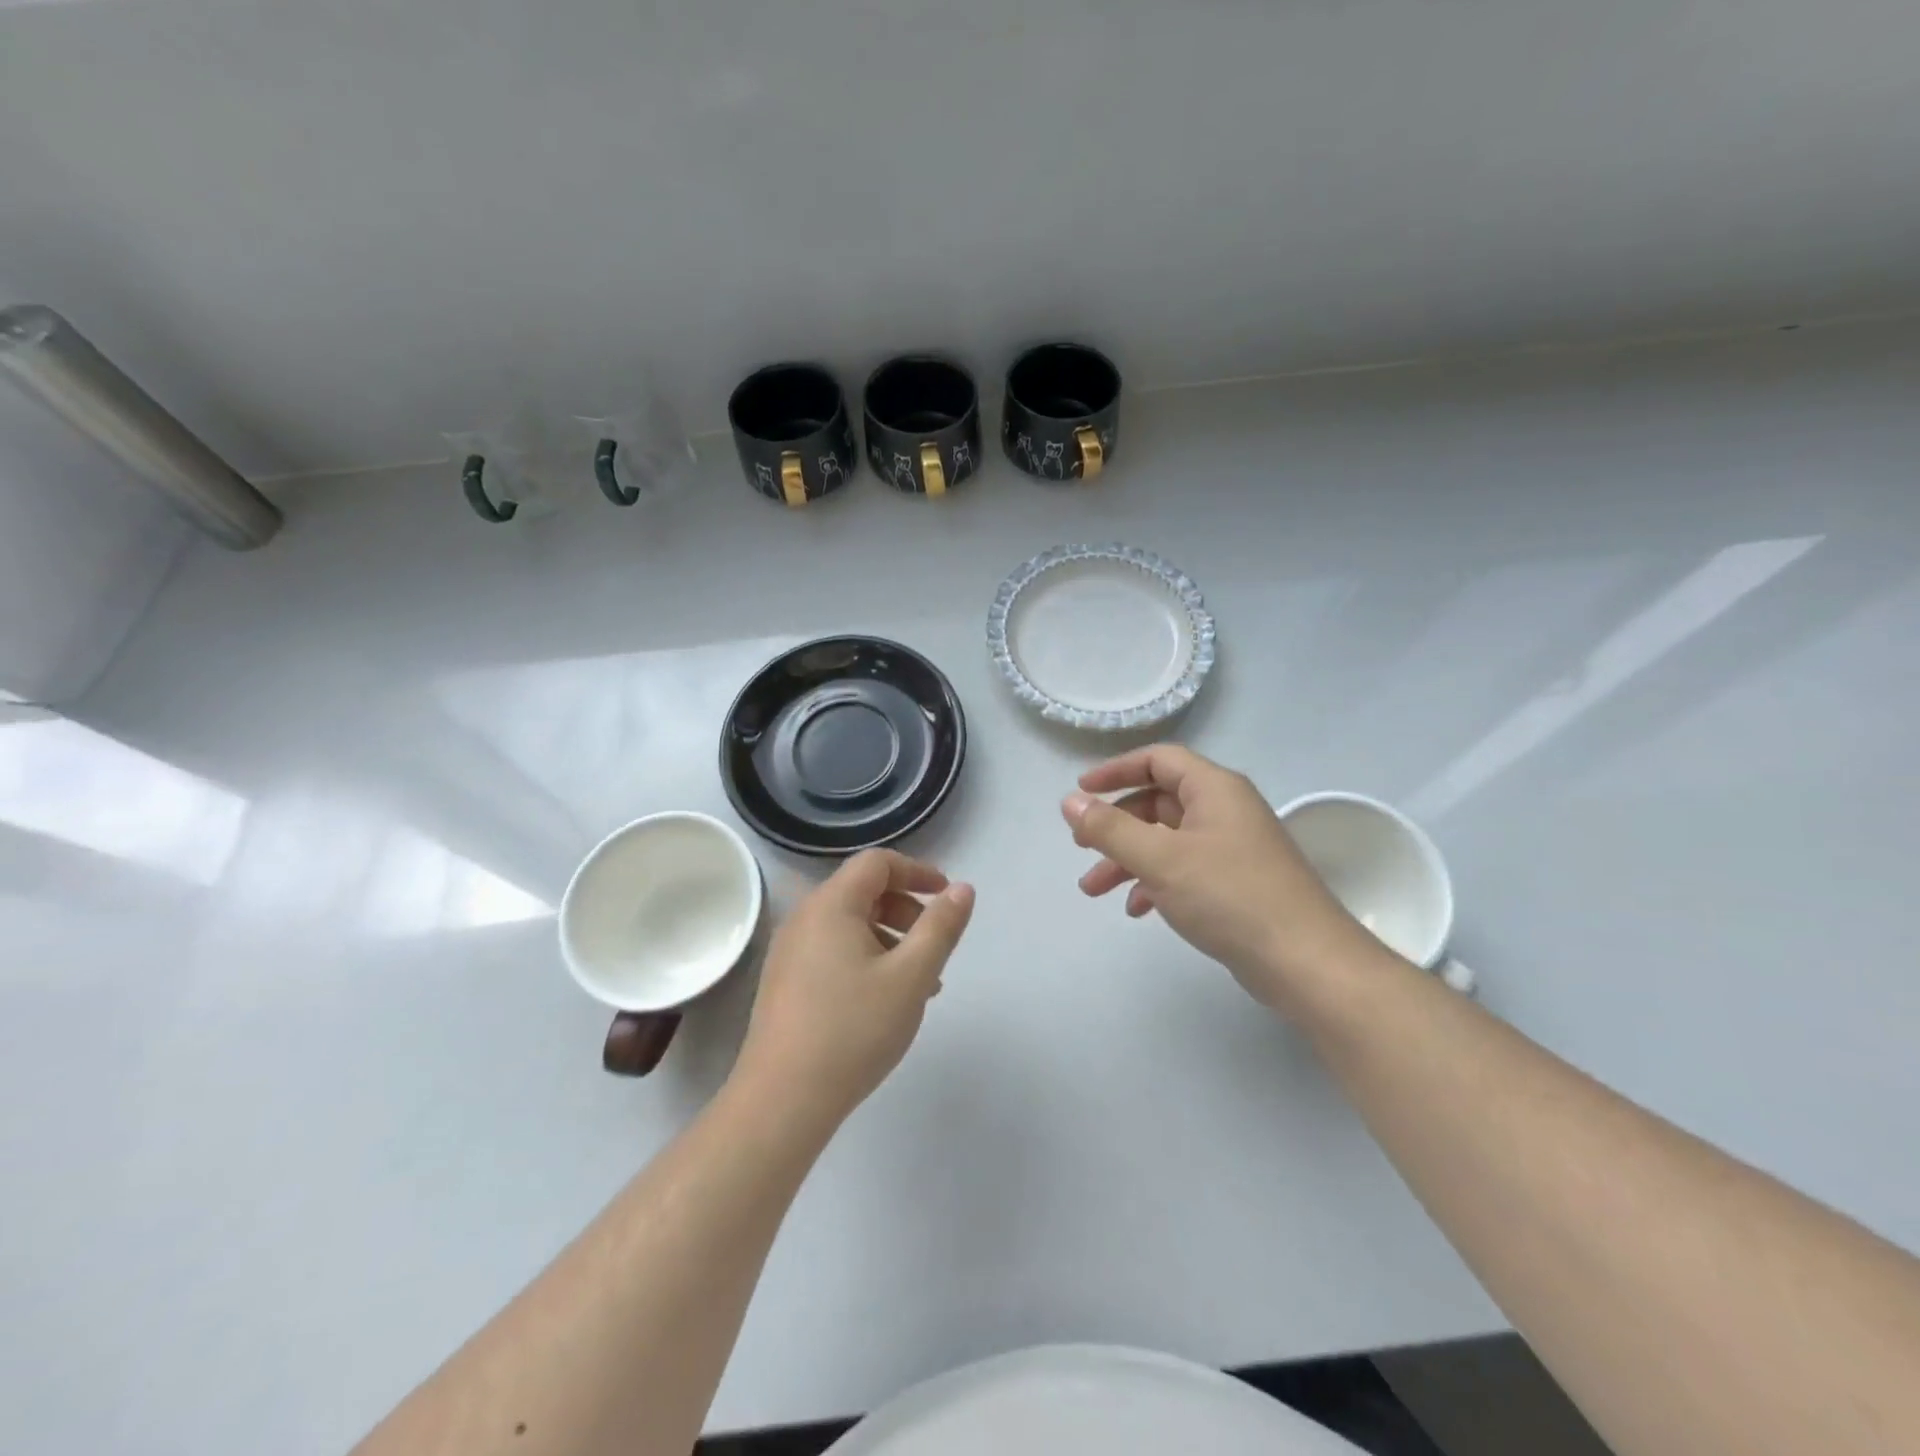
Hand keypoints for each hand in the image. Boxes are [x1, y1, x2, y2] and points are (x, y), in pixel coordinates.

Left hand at [732, 850, 974, 1132]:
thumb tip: (963, 888)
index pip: (877, 863)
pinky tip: (885, 1000)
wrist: (782, 1101)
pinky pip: (832, 951)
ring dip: (889, 938)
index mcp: (831, 905)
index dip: (917, 871)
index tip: (947, 896)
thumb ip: (941, 927)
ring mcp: (789, 952)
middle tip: (934, 941)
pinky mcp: (784, 983)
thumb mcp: (911, 976)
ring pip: (849, 925)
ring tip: (919, 981)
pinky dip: (866, 958)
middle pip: (862, 891)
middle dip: (905, 907)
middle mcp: (804, 918)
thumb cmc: (853, 1030)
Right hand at [1063, 745, 1372, 1010]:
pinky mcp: (1236, 883)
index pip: (1158, 759)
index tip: (1080, 791)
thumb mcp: (1160, 858)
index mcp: (1214, 789)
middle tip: (1081, 846)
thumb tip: (1069, 801)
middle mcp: (1225, 810)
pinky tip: (1137, 909)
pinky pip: (1184, 869)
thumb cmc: (1229, 896)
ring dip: (1128, 859)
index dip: (1115, 770)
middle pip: (1158, 802)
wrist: (1305, 962)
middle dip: (1115, 826)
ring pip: (1167, 840)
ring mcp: (1232, 848)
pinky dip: (1155, 882)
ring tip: (1093, 890)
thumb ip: (1109, 828)